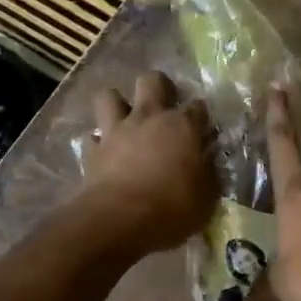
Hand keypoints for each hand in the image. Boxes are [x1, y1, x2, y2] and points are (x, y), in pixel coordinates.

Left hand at [81, 71, 218, 256]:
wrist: (120, 220)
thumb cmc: (172, 208)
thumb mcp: (206, 197)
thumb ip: (208, 172)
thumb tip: (207, 160)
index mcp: (182, 126)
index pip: (198, 107)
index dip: (201, 116)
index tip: (203, 130)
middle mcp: (149, 118)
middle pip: (152, 80)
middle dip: (158, 87)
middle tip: (163, 106)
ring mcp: (116, 131)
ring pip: (109, 96)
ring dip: (117, 104)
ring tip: (125, 120)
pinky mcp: (92, 150)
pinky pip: (92, 136)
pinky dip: (98, 142)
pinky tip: (104, 152)